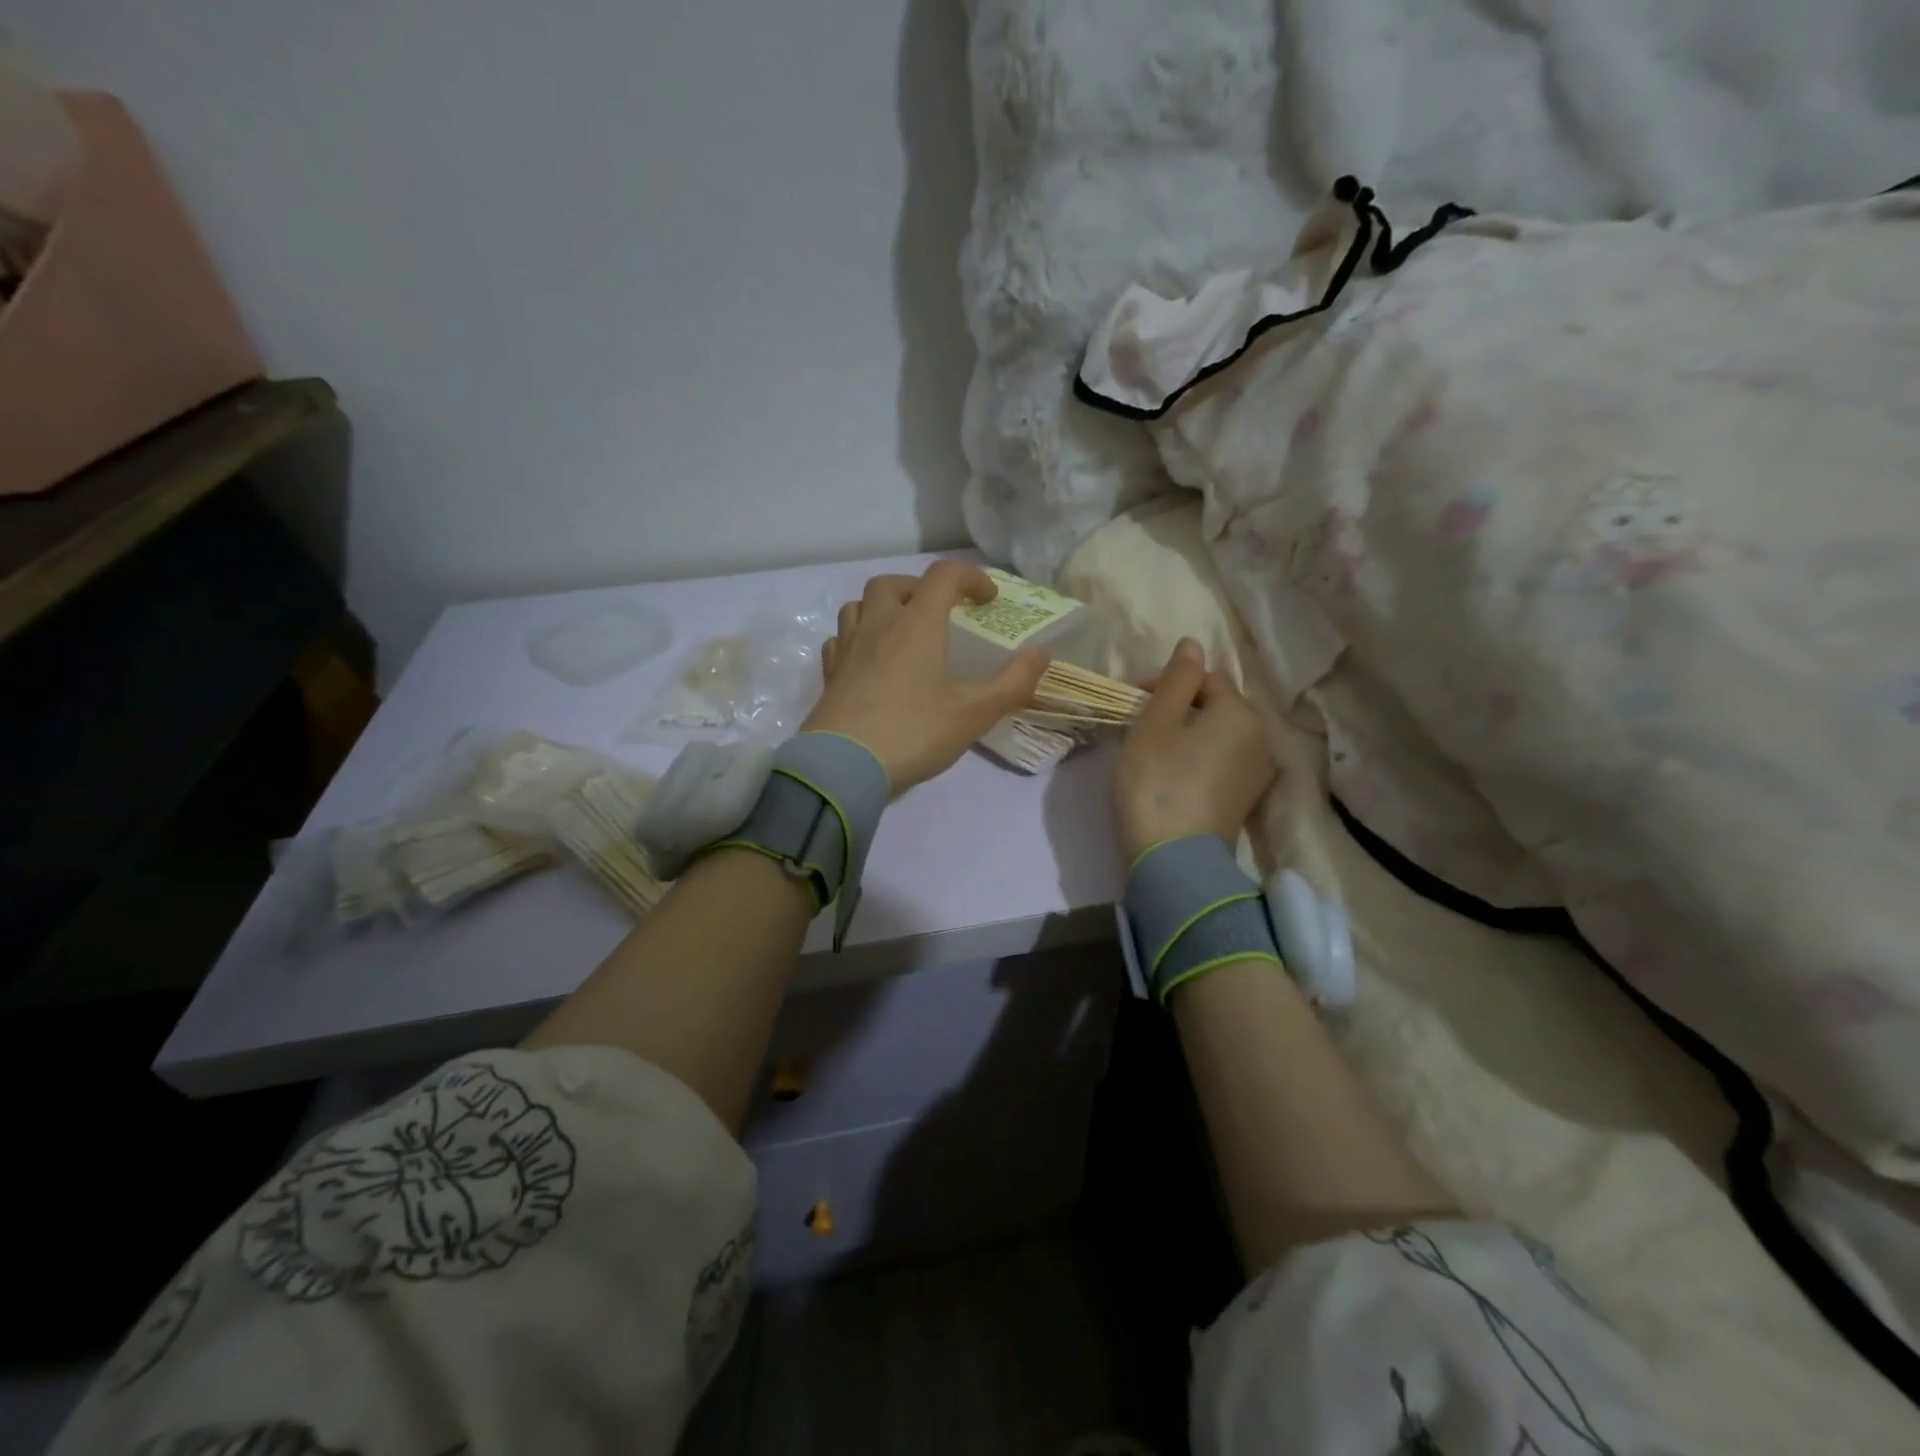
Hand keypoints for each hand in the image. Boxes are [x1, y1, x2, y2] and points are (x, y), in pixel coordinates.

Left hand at [806, 560, 1048, 793]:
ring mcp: (847, 648)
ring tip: (902, 632)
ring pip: (859, 606)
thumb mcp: (973, 714)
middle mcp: (879, 626)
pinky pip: (840, 639)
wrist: (842, 768)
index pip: (943, 576)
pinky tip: (869, 660)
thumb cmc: (913, 734)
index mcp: (917, 626)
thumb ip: (1013, 683)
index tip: (988, 600)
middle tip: (939, 612)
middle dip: (920, 588)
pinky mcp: (829, 674)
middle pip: (892, 584)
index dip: (970, 577)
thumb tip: (1042, 655)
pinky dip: (858, 637)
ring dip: (883, 607)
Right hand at [1114, 638, 1276, 862]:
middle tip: (1143, 723)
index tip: (1134, 699)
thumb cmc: (1157, 781)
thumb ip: (1175, 680)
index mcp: (1240, 713)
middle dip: (1182, 707)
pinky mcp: (1248, 800)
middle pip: (1219, 707)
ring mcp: (1259, 772)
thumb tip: (1194, 643)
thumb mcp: (1156, 723)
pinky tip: (1176, 774)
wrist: (1175, 858)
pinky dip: (1202, 758)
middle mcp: (1261, 737)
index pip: (1206, 679)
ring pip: (1222, 735)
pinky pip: (1225, 762)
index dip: (1168, 682)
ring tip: (1157, 748)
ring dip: (1192, 733)